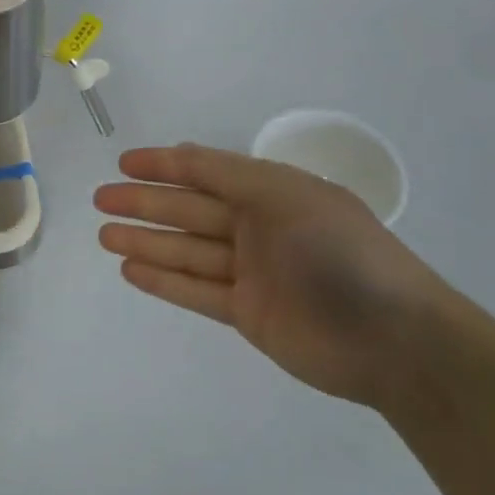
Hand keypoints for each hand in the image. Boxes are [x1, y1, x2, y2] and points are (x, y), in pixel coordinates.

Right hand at [94, 144, 456, 410]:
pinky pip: (196, 291)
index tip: (124, 163)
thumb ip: (228, 175)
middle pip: (189, 211)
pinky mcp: (248, 312)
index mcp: (272, 193)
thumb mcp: (285, 196)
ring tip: (103, 235)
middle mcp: (259, 228)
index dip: (165, 165)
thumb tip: (180, 154)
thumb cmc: (339, 252)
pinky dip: (164, 280)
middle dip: (145, 203)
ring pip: (187, 250)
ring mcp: (252, 272)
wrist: (394, 339)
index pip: (207, 171)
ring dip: (145, 241)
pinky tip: (130, 269)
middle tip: (100, 200)